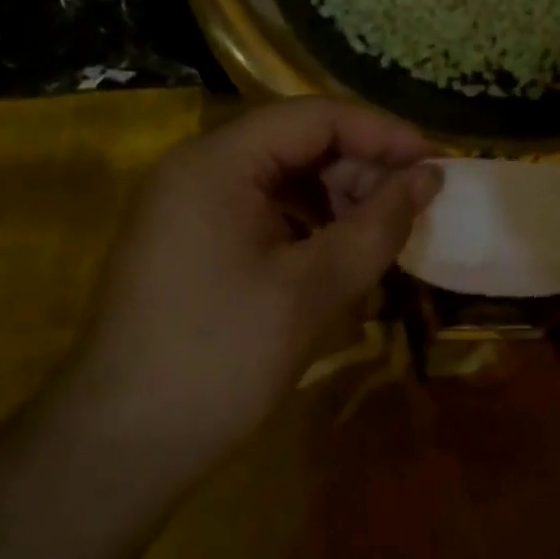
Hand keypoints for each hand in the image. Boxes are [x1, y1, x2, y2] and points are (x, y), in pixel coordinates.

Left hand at [61, 98, 440, 467]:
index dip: (383, 133)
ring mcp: (185, 205)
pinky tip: (331, 258)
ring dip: (334, 199)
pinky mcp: (187, 241)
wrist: (123, 442)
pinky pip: (257, 211)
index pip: (315, 116)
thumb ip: (377, 225)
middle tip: (407, 214)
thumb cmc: (220, 358)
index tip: (436, 165)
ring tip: (374, 240)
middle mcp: (195, 167)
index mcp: (217, 162)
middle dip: (359, 169)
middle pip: (295, 142)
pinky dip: (303, 224)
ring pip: (278, 178)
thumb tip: (430, 177)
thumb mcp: (311, 290)